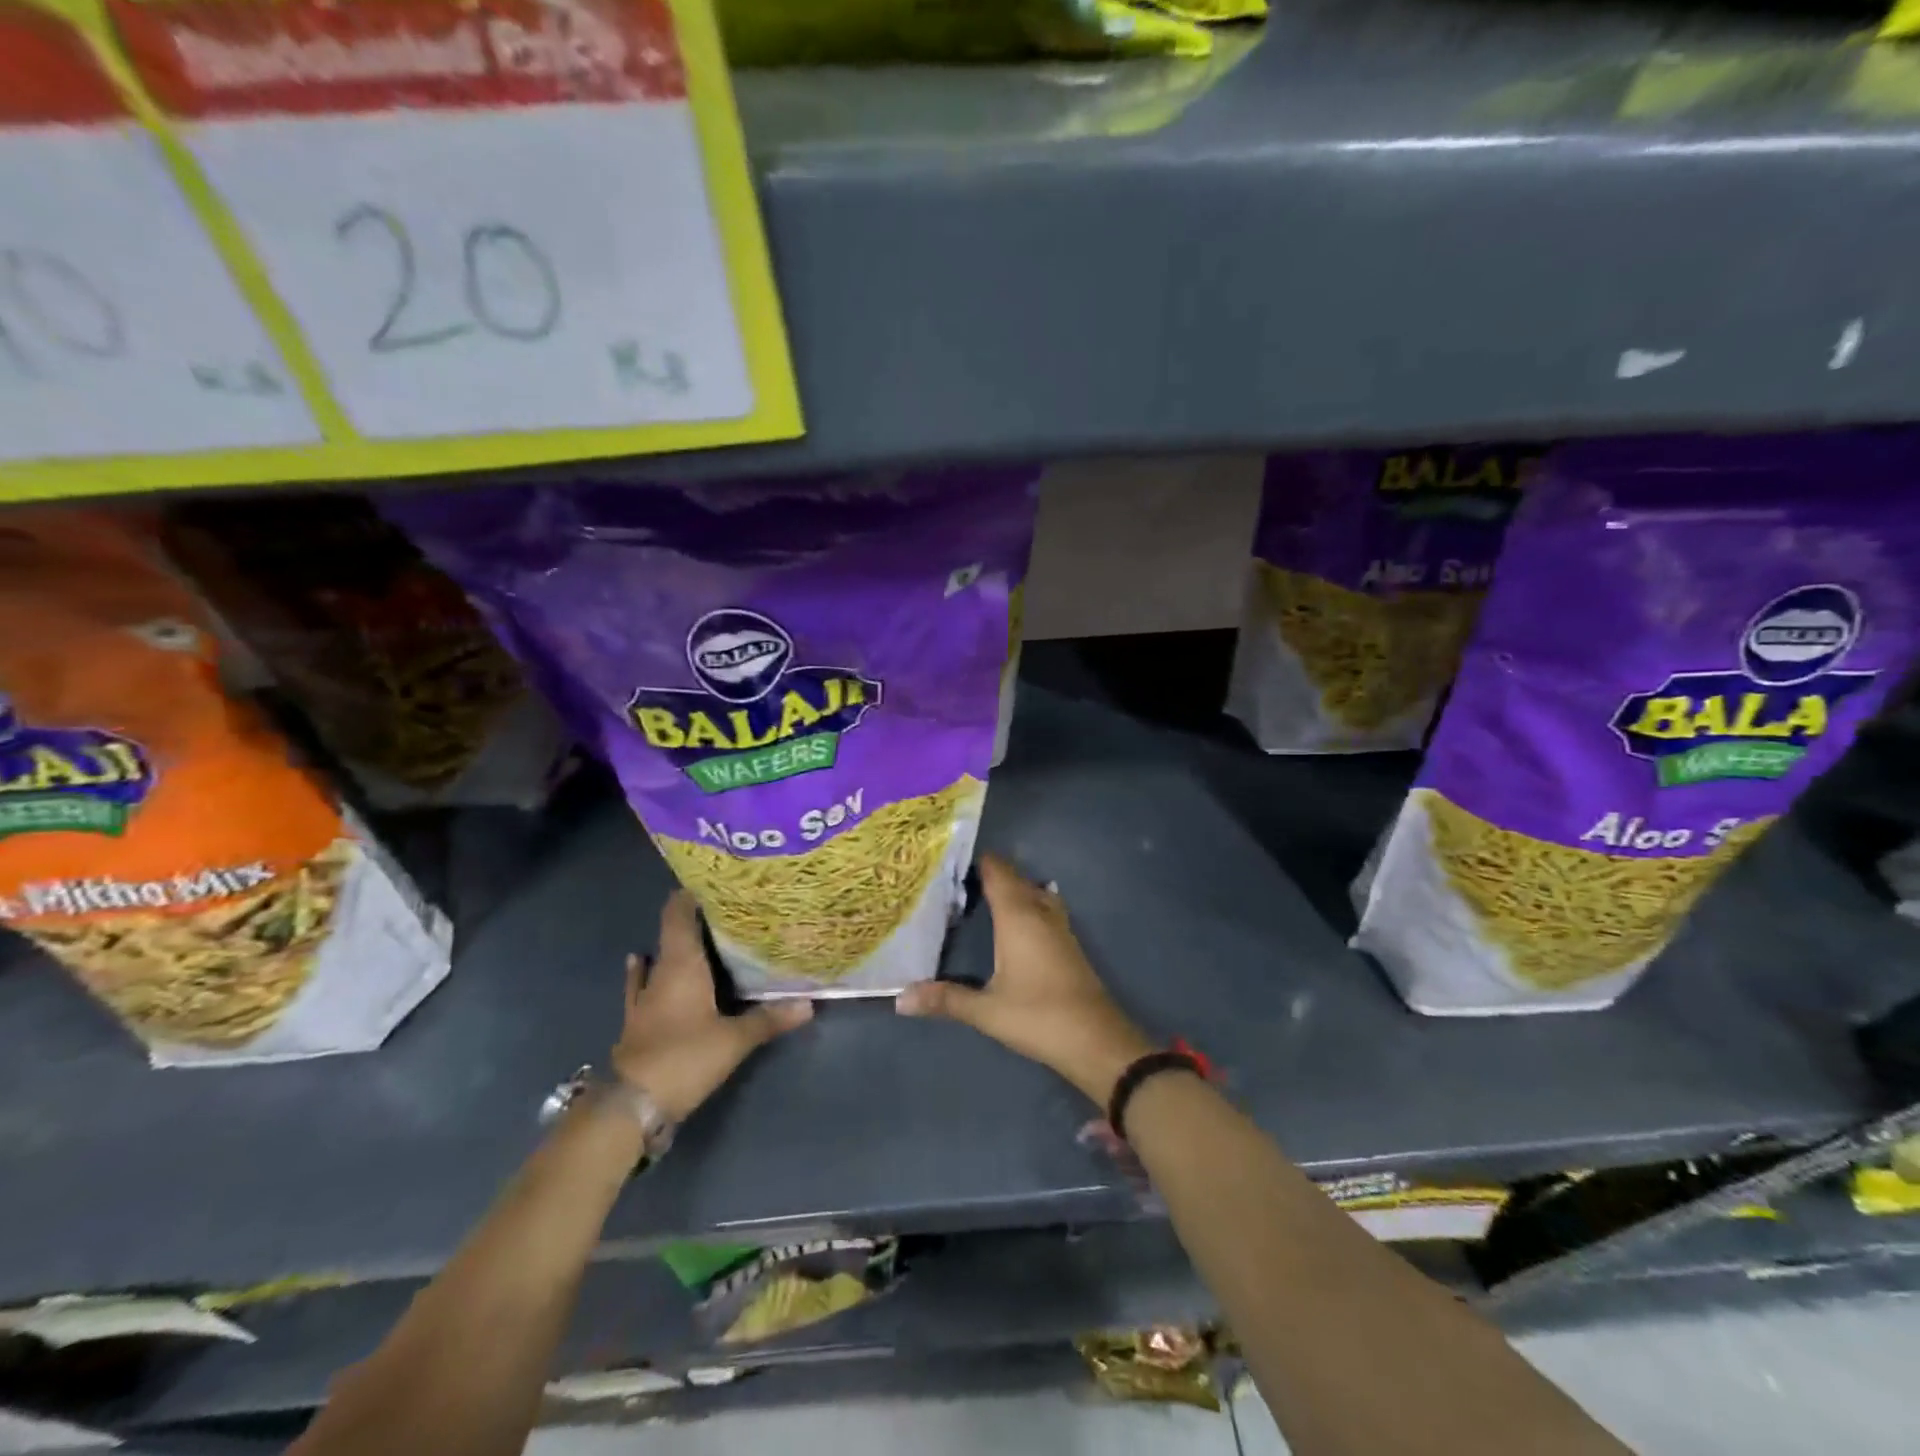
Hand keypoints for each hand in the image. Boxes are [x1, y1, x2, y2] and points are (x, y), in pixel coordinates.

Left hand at [611, 891, 812, 1121]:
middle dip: (695, 919)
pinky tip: (639, 962)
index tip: (715, 880)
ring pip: (658, 959)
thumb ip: (768, 1019)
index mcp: (681, 965)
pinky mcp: (637, 1022)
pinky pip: (643, 986)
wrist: (631, 1106)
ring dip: (673, 946)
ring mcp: (643, 998)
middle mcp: (659, 973)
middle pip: (673, 933)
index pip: (679, 915)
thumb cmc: (684, 1058)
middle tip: (726, 909)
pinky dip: (645, 973)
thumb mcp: (733, 1040)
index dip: (691, 894)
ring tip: (695, 932)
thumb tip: (809, 1004)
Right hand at [896, 854, 1153, 1104]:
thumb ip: (945, 999)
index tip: (949, 858)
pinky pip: (1044, 906)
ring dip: (1012, 887)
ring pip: (1033, 891)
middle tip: (956, 877)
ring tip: (982, 894)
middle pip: (1015, 878)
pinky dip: (1026, 903)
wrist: (1096, 1040)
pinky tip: (1014, 921)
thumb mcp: (986, 1010)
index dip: (977, 861)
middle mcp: (1039, 911)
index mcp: (1018, 916)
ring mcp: (1059, 926)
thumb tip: (900, 998)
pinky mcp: (1068, 942)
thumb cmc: (1038, 1016)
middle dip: (990, 872)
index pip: (997, 872)